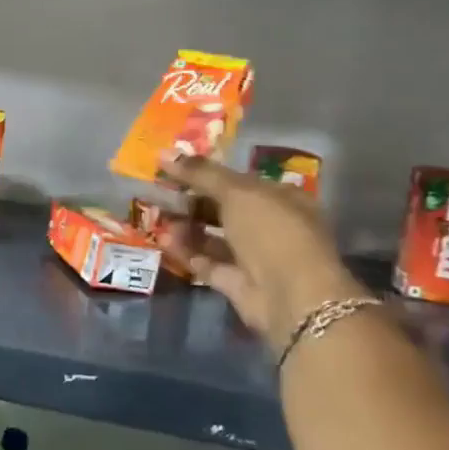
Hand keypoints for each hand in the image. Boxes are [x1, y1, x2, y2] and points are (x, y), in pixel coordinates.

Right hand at [159, 154, 369, 353]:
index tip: (175, 168)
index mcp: (282, 199)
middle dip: (192, 200)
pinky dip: (187, 252)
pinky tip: (163, 240)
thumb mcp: (237, 192)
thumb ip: (200, 173)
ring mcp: (255, 257)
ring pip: (214, 237)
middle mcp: (270, 227)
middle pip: (225, 209)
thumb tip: (165, 153)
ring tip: (157, 215)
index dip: (208, 173)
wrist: (292, 296)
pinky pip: (207, 263)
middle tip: (160, 191)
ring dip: (186, 226)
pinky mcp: (238, 283)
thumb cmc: (272, 231)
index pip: (240, 181)